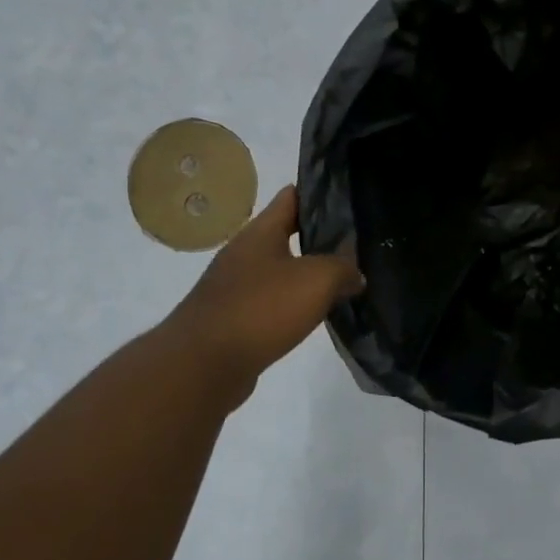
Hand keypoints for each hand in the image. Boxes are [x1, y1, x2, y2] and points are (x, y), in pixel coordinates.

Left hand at [163, 185, 364, 387]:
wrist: (203, 365)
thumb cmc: (261, 309)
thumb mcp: (316, 280)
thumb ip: (343, 269)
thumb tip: (355, 275)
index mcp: (260, 232)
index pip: (292, 197)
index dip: (320, 194)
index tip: (349, 198)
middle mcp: (244, 253)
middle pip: (286, 234)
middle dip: (319, 238)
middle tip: (356, 244)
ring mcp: (234, 287)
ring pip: (279, 270)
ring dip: (306, 275)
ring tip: (342, 282)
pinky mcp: (232, 319)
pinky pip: (270, 302)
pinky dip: (291, 305)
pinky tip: (313, 316)